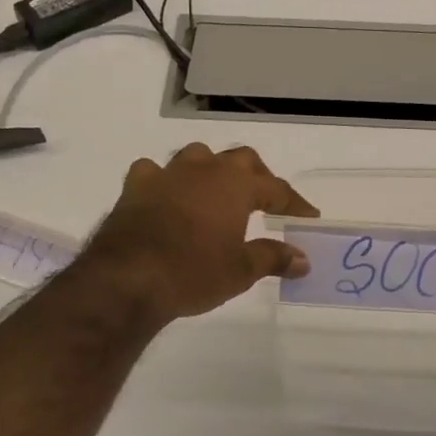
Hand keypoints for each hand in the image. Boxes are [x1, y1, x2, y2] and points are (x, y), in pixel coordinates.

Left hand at [80, 143, 318, 324]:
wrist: (128, 278)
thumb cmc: (194, 272)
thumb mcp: (241, 271)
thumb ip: (274, 258)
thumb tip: (303, 259)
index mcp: (235, 184)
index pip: (276, 189)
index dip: (295, 204)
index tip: (307, 218)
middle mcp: (203, 169)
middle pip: (240, 160)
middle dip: (257, 177)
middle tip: (266, 201)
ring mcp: (166, 174)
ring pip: (197, 157)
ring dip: (212, 170)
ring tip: (217, 192)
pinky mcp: (135, 187)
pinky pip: (154, 172)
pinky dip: (166, 181)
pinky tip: (167, 195)